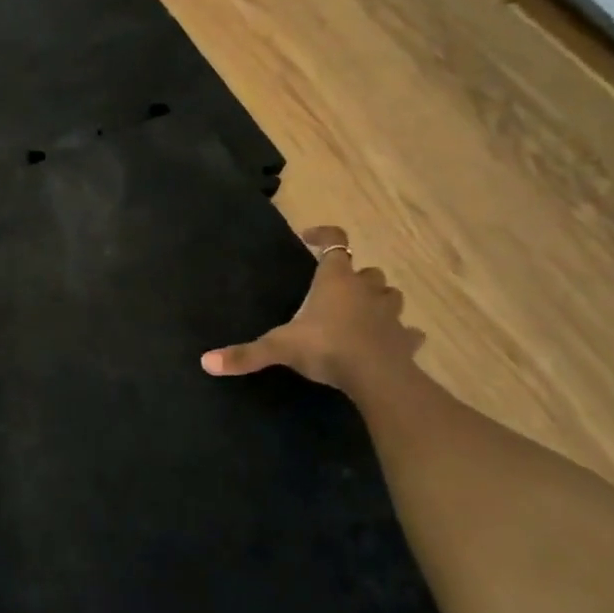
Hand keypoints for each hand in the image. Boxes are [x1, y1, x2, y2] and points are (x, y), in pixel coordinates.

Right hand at [200, 226, 425, 398]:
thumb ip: (246, 354)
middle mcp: (366, 289)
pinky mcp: (405, 339)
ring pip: (390, 295)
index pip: (335, 242)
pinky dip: (400, 334)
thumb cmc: (327, 348)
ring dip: (378, 300)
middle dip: (355, 277)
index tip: (309, 238)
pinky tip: (391, 343)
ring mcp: (390, 314)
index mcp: (335, 280)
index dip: (324, 235)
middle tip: (335, 291)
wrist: (377, 377)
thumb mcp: (280, 348)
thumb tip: (206, 362)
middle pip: (367, 271)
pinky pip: (407, 332)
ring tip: (362, 313)